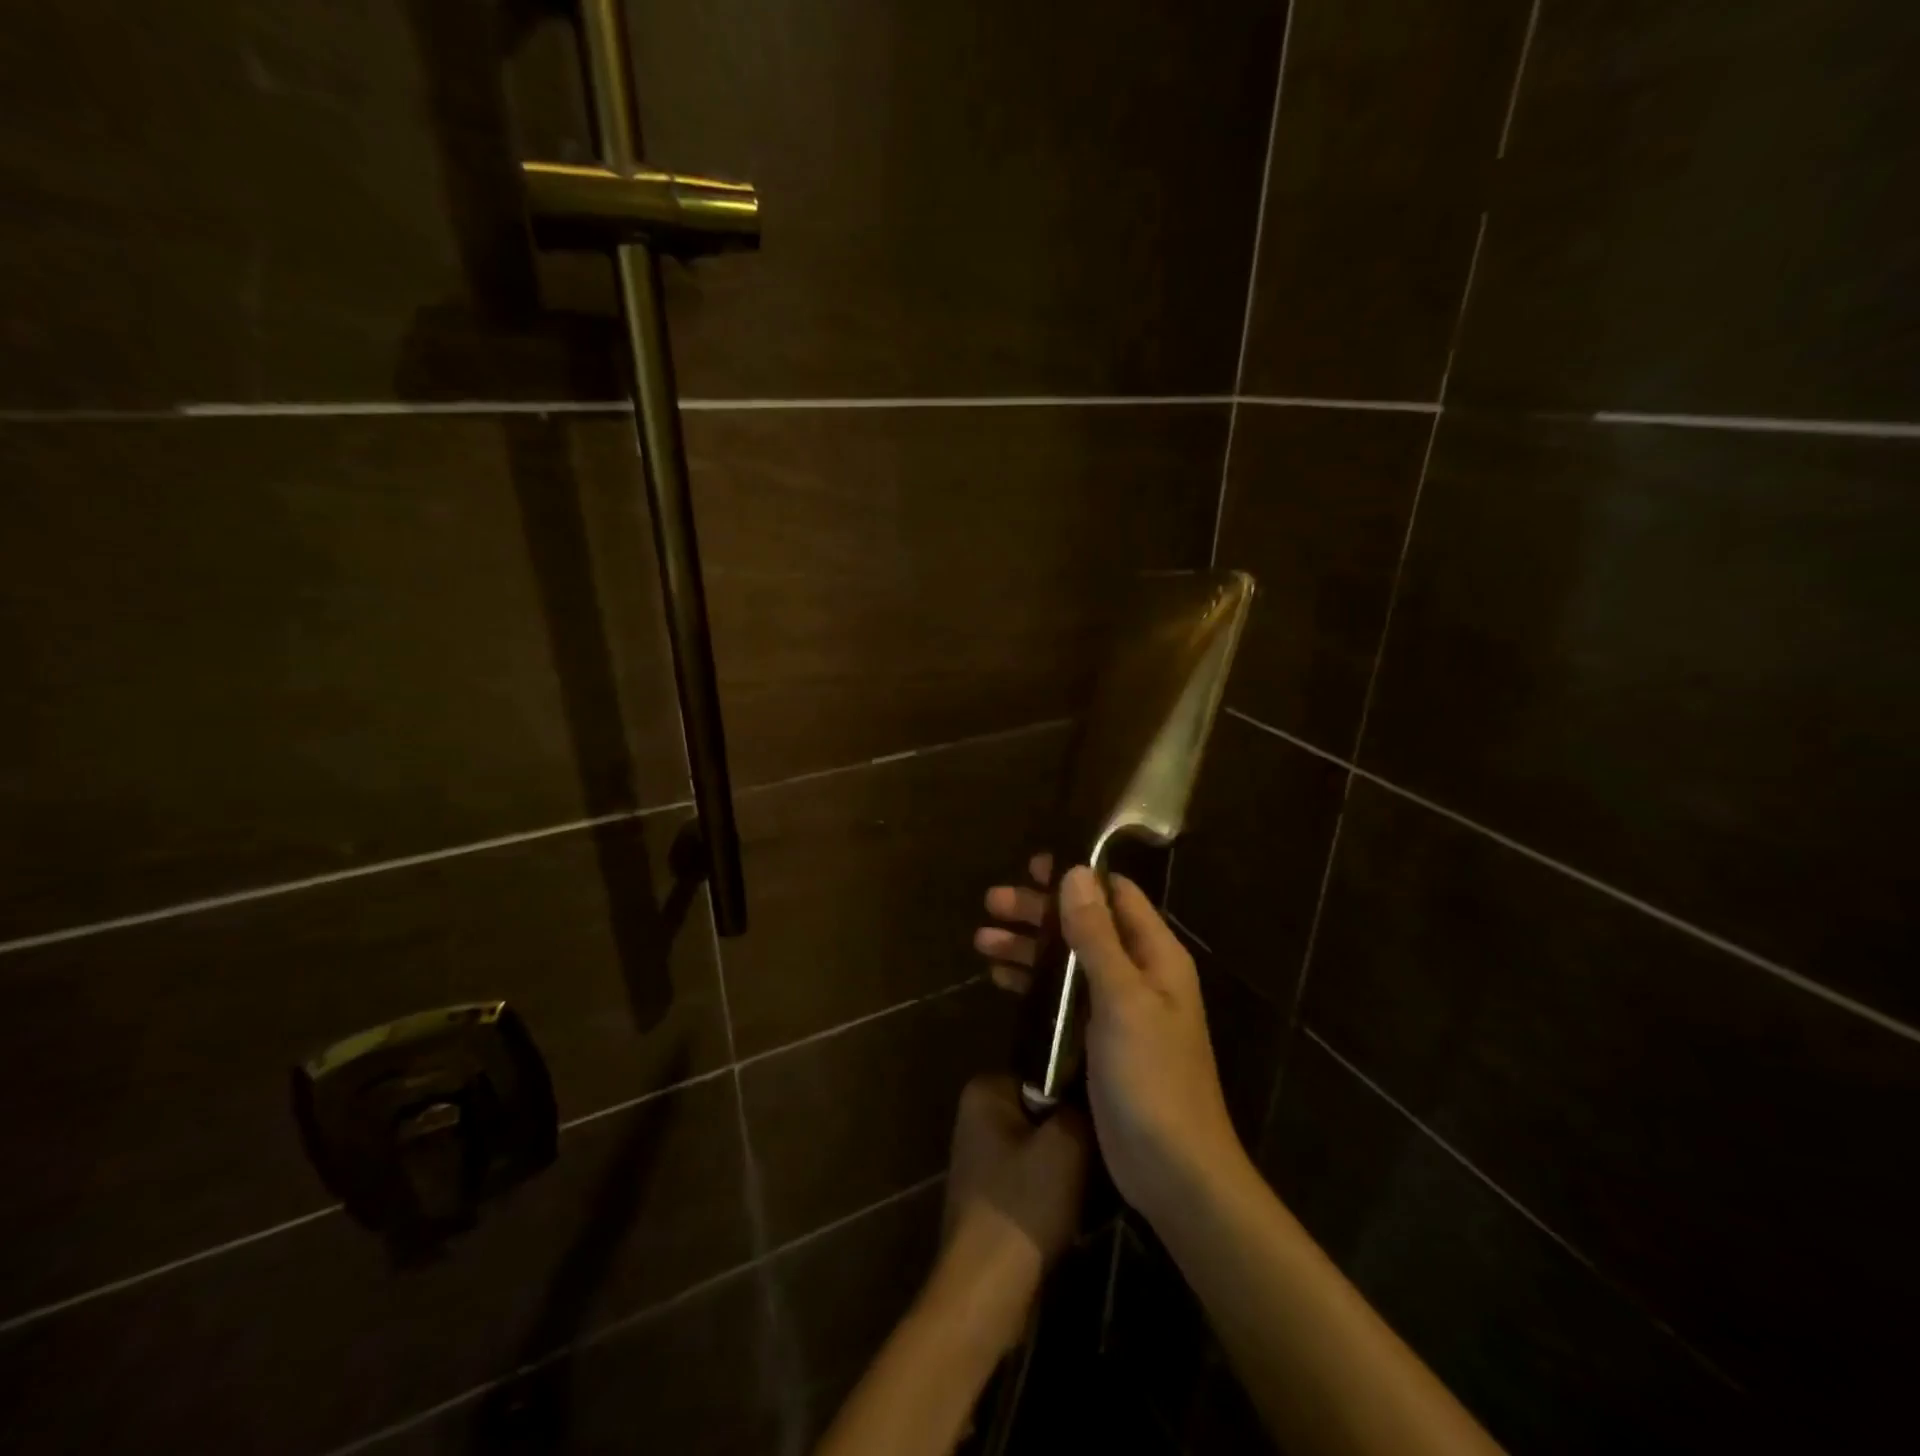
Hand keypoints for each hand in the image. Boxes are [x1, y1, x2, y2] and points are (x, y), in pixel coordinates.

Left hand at [935, 1074, 1090, 1351]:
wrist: (987, 1290)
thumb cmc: (1024, 1204)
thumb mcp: (1067, 1144)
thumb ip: (1081, 1106)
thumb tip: (1092, 1090)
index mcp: (985, 1090)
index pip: (1045, 1072)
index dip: (1077, 1095)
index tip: (1102, 1119)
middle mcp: (977, 1116)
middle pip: (1043, 1111)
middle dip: (1072, 1133)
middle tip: (1100, 1154)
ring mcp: (980, 1158)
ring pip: (1041, 1147)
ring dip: (1067, 1166)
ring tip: (1092, 1185)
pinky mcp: (990, 1196)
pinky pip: (1032, 1178)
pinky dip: (1053, 1191)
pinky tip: (1073, 1210)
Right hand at [974, 858, 1242, 1220]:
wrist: (1173, 1170)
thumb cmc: (1151, 1076)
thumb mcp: (1122, 999)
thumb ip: (1097, 935)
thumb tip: (1076, 873)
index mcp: (1155, 956)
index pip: (1116, 896)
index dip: (1077, 876)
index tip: (1032, 867)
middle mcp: (1138, 974)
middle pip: (1083, 925)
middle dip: (1038, 912)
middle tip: (991, 903)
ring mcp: (1116, 1008)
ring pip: (1066, 960)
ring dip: (1027, 947)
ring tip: (981, 940)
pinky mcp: (1097, 1040)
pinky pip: (1061, 997)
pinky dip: (1032, 983)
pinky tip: (999, 979)